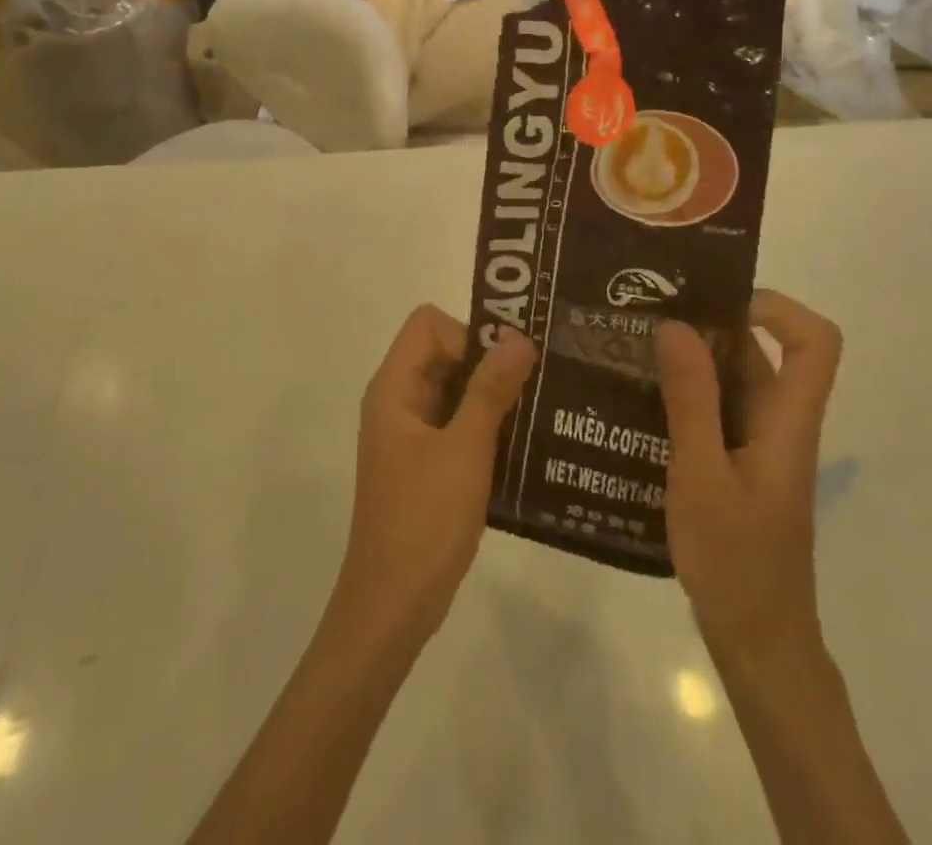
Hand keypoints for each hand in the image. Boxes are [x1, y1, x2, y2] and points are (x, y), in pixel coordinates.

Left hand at [330, 306, 537, 652]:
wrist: (392, 607)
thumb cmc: (424, 521)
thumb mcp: (465, 450)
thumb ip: (491, 390)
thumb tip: (518, 336)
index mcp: (394, 388)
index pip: (428, 325)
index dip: (467, 334)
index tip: (506, 365)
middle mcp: (398, 402)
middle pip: (444, 353)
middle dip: (489, 363)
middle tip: (538, 383)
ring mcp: (410, 435)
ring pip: (455, 391)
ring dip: (493, 396)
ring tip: (539, 412)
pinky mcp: (425, 464)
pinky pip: (458, 425)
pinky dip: (487, 427)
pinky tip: (523, 446)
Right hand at [655, 291, 842, 665]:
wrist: (758, 643)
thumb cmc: (736, 561)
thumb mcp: (702, 475)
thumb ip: (692, 400)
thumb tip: (677, 325)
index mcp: (788, 420)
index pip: (816, 343)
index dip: (777, 308)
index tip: (716, 303)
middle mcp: (779, 423)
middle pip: (762, 352)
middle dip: (708, 325)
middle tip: (646, 314)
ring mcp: (758, 445)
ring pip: (732, 380)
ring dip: (688, 360)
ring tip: (630, 348)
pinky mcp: (737, 465)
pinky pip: (715, 410)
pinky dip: (682, 394)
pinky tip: (635, 400)